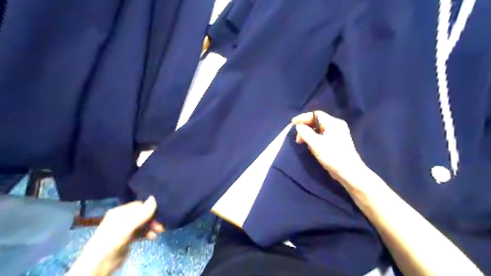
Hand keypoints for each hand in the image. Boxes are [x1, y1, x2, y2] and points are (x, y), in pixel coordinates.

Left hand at [68, 195, 163, 274]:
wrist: (99, 264)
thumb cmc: (113, 240)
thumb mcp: (129, 226)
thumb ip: (142, 213)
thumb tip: (154, 197)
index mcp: (120, 211)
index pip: (139, 205)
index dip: (150, 210)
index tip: (159, 216)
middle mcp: (122, 218)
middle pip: (142, 214)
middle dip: (152, 220)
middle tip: (160, 226)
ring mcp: (124, 228)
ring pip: (142, 223)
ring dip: (151, 227)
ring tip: (158, 232)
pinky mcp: (127, 238)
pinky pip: (140, 232)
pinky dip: (147, 233)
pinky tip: (152, 238)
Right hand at [290, 112, 367, 187]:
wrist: (349, 172)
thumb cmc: (332, 156)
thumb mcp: (316, 144)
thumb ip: (305, 133)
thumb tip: (299, 126)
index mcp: (333, 123)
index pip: (316, 114)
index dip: (303, 117)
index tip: (293, 123)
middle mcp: (337, 125)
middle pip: (317, 121)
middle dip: (306, 127)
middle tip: (297, 137)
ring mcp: (338, 133)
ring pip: (320, 129)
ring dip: (309, 134)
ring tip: (303, 142)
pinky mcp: (338, 142)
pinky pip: (323, 135)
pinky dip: (315, 138)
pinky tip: (311, 145)